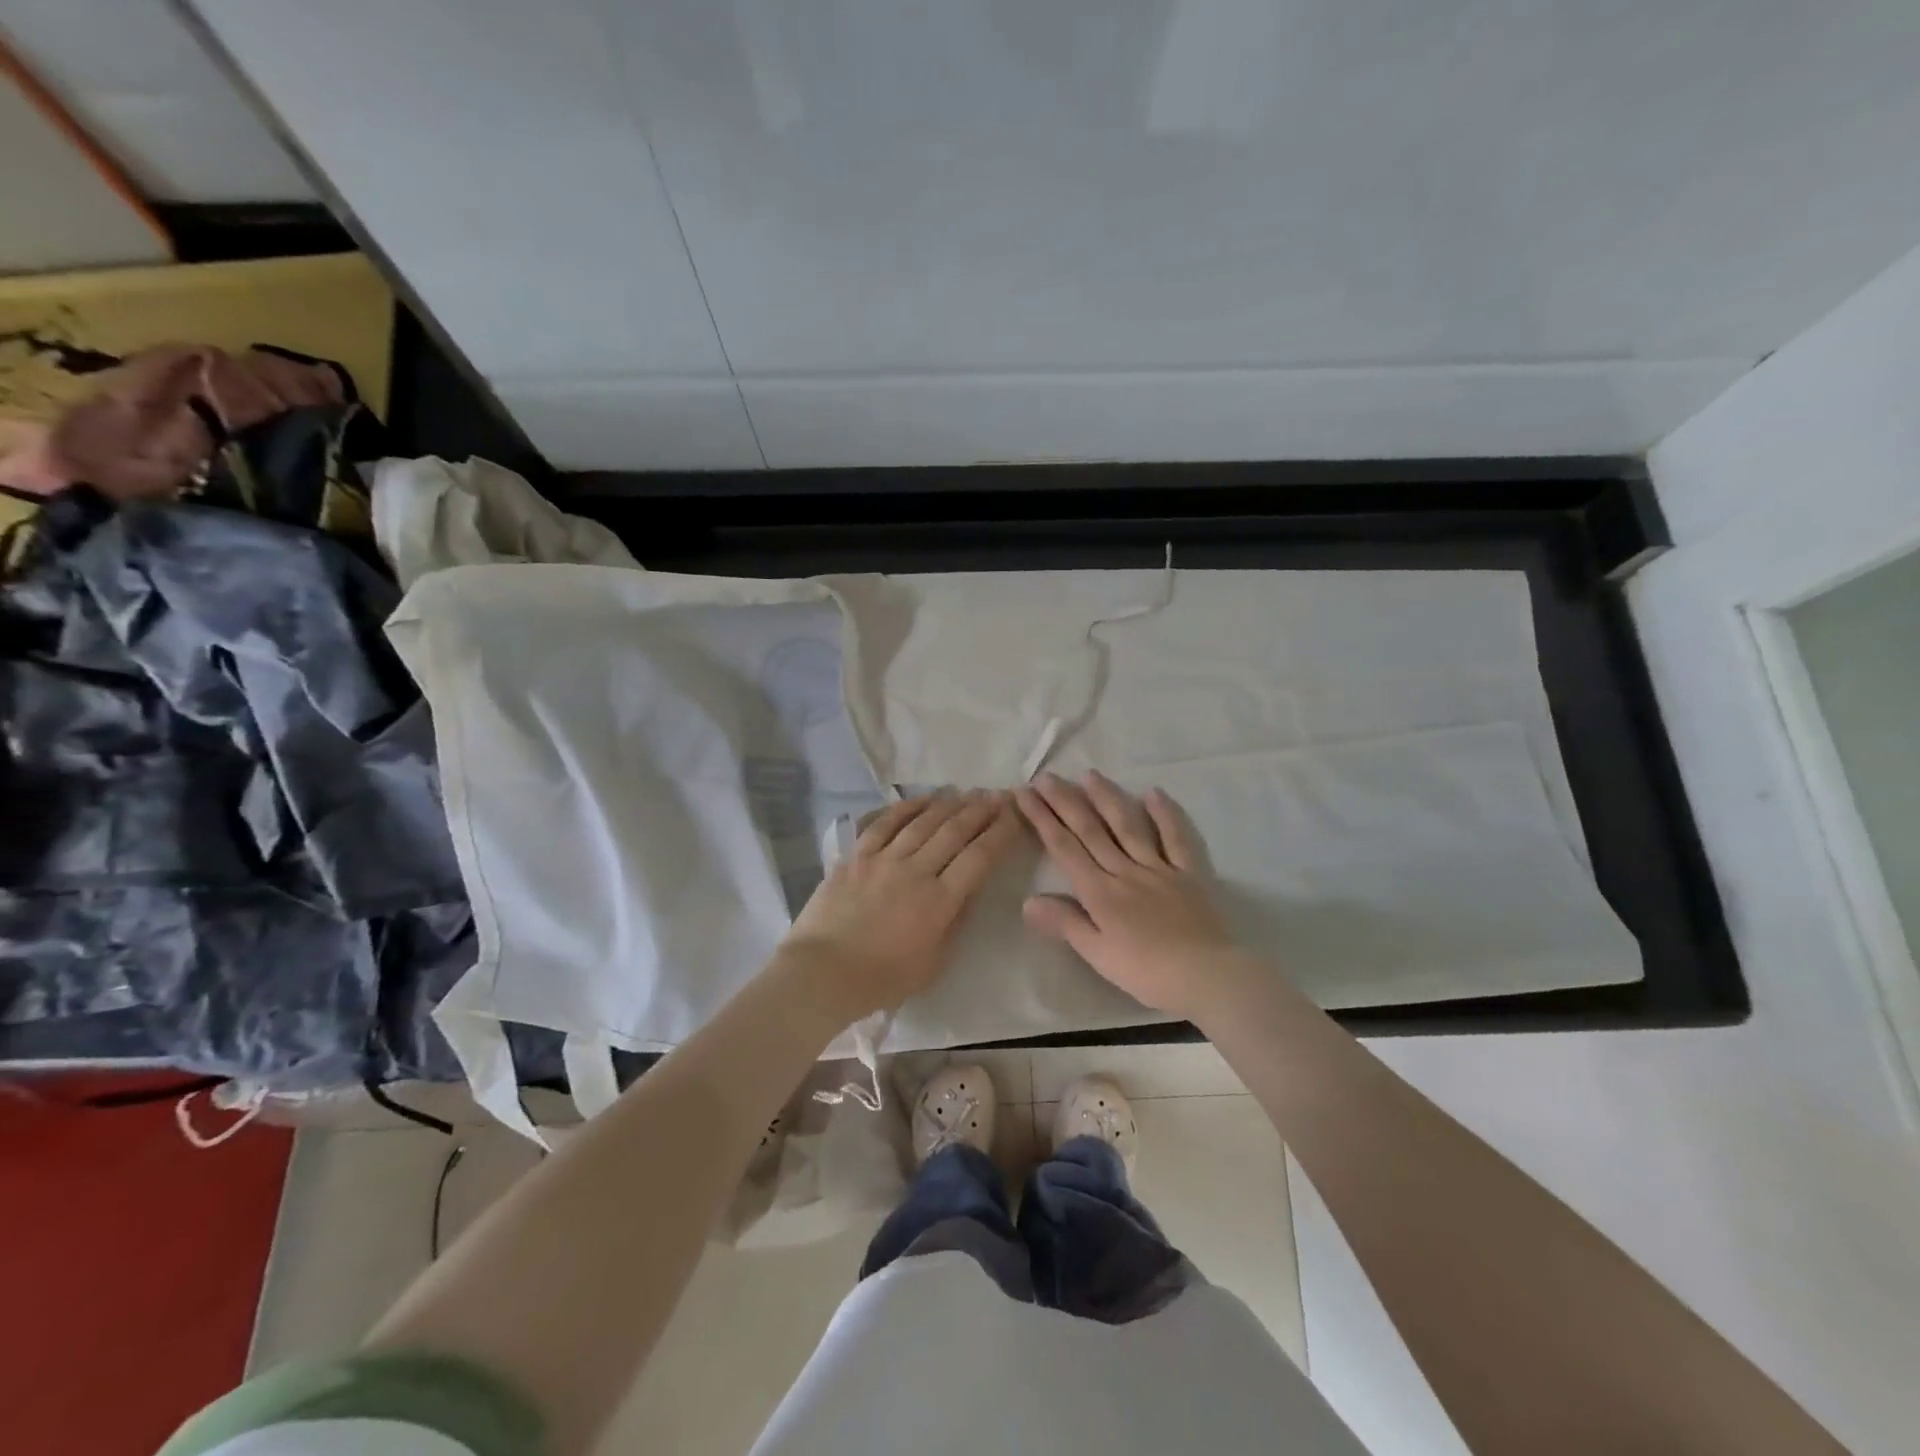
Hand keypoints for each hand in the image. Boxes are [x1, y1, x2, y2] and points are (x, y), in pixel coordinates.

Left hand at [782, 790, 1021, 1019]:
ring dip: (950, 804)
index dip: (1001, 833)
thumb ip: (955, 923)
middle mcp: (915, 871)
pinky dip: (907, 807)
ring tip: (969, 793)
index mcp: (939, 902)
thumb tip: (970, 890)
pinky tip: (924, 799)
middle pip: (955, 831)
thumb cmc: (882, 979)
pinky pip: (885, 822)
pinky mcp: (857, 855)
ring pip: (923, 822)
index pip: (979, 857)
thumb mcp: (933, 963)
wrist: (821, 973)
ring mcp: (883, 859)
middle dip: (982, 810)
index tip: (1016, 815)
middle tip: (999, 795)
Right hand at [1015, 771, 1245, 1018]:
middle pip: (1091, 830)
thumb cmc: (1146, 972)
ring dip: (1107, 798)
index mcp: (1100, 892)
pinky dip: (1165, 814)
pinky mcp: (1189, 872)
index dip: (1042, 819)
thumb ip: (1065, 923)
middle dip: (1066, 802)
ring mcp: (1159, 867)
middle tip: (1046, 776)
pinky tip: (1153, 792)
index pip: (1064, 848)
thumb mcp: (1097, 954)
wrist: (1206, 975)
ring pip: (1128, 826)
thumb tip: (1027, 900)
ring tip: (1090, 775)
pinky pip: (1176, 838)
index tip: (1025, 794)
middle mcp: (1125, 870)